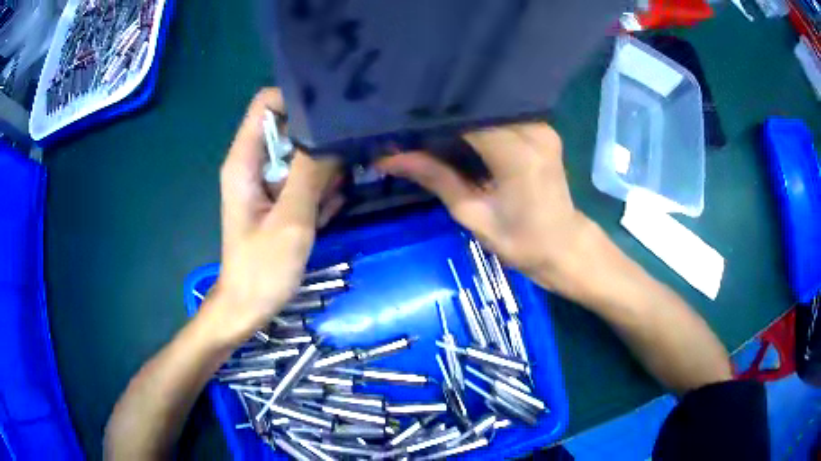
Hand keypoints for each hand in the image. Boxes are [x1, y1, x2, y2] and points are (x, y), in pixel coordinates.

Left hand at [207, 88, 342, 343]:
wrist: (249, 307)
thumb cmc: (262, 268)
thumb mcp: (291, 220)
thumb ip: (311, 173)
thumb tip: (335, 135)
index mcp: (244, 161)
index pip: (266, 103)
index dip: (297, 99)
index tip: (331, 114)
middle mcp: (253, 163)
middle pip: (289, 126)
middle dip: (319, 139)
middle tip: (346, 161)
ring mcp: (266, 181)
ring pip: (301, 153)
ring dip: (323, 170)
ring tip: (332, 198)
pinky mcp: (277, 198)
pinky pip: (303, 178)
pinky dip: (319, 190)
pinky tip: (324, 214)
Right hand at [377, 123, 594, 292]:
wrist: (564, 247)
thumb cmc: (520, 240)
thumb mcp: (472, 214)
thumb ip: (435, 178)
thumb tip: (390, 158)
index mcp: (516, 153)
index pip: (466, 119)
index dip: (434, 120)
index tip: (406, 126)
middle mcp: (533, 130)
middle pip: (480, 109)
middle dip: (447, 116)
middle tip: (415, 125)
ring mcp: (542, 127)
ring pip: (492, 110)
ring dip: (465, 117)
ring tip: (436, 125)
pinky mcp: (545, 130)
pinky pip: (505, 116)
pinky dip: (483, 122)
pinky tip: (465, 129)